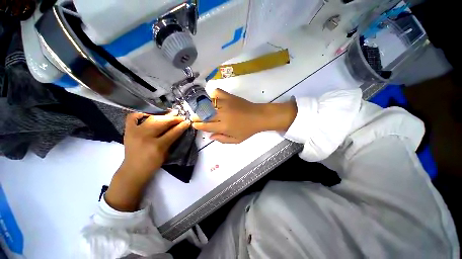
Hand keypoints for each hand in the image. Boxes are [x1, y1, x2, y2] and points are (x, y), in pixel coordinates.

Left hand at [105, 112, 189, 211]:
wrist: (133, 170)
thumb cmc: (153, 164)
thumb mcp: (166, 154)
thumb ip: (172, 140)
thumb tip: (179, 129)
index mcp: (157, 146)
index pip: (173, 132)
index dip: (181, 126)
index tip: (187, 122)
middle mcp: (146, 137)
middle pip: (162, 123)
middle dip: (174, 119)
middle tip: (181, 117)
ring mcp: (135, 132)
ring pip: (152, 119)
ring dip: (163, 115)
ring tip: (171, 113)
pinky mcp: (128, 131)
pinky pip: (132, 117)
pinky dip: (140, 113)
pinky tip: (149, 114)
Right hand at [192, 89, 296, 143]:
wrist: (258, 117)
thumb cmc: (248, 130)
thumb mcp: (236, 140)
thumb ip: (222, 139)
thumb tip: (210, 136)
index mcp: (223, 127)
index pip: (206, 126)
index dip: (198, 125)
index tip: (194, 124)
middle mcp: (222, 115)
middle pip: (204, 115)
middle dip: (196, 116)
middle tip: (193, 117)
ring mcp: (225, 104)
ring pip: (208, 104)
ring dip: (201, 106)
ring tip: (199, 109)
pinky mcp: (229, 96)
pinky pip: (217, 92)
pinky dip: (212, 94)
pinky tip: (212, 98)